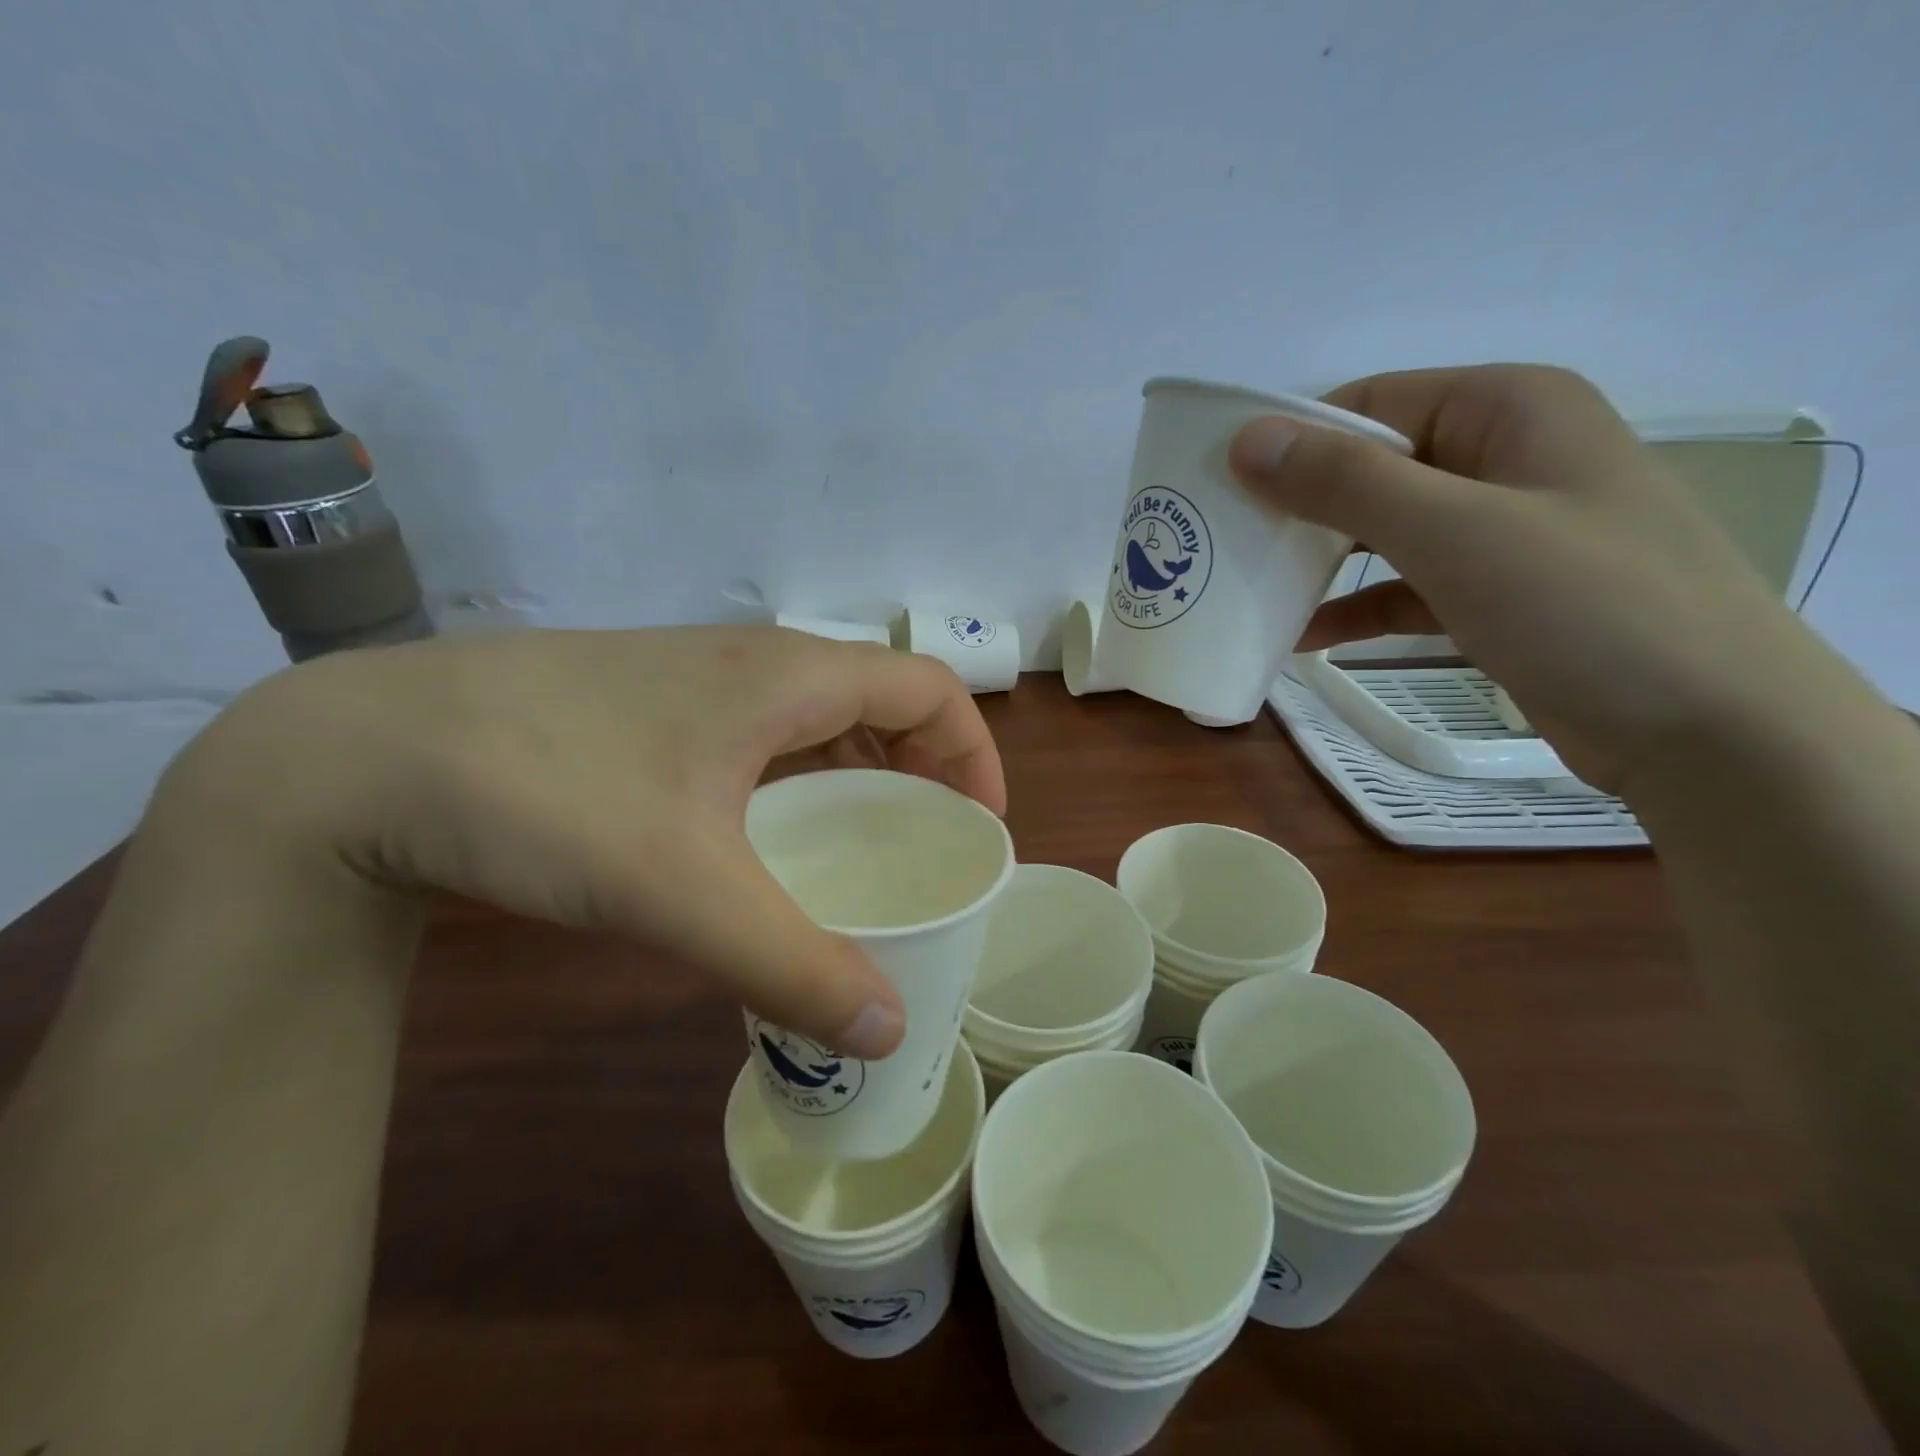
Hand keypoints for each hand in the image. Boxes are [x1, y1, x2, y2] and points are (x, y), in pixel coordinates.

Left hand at [166, 626, 1004, 1056]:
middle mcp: (752, 662)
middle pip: (878, 697)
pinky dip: (797, 774)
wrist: (362, 752)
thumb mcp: (680, 890)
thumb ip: (791, 963)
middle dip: (924, 766)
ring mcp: (694, 678)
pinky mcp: (649, 706)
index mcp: (786, 676)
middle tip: (929, 843)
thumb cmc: (546, 793)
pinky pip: (761, 731)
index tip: (979, 825)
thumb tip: (888, 1030)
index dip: (972, 750)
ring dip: (859, 770)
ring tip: (863, 843)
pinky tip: (766, 832)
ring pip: (816, 714)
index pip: (925, 687)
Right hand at [1227, 365, 1818, 789]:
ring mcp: (1504, 530)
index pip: (1372, 402)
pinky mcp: (1497, 594)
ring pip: (1386, 531)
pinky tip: (1306, 641)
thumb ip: (1346, 482)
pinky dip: (1358, 609)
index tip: (1222, 489)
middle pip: (1374, 467)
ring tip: (1252, 593)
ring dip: (1321, 563)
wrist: (1708, 729)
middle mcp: (1505, 456)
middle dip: (1300, 508)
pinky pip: (1407, 586)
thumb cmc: (1583, 605)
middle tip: (1226, 545)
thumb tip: (1246, 440)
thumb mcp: (1453, 532)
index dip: (1293, 440)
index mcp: (1507, 409)